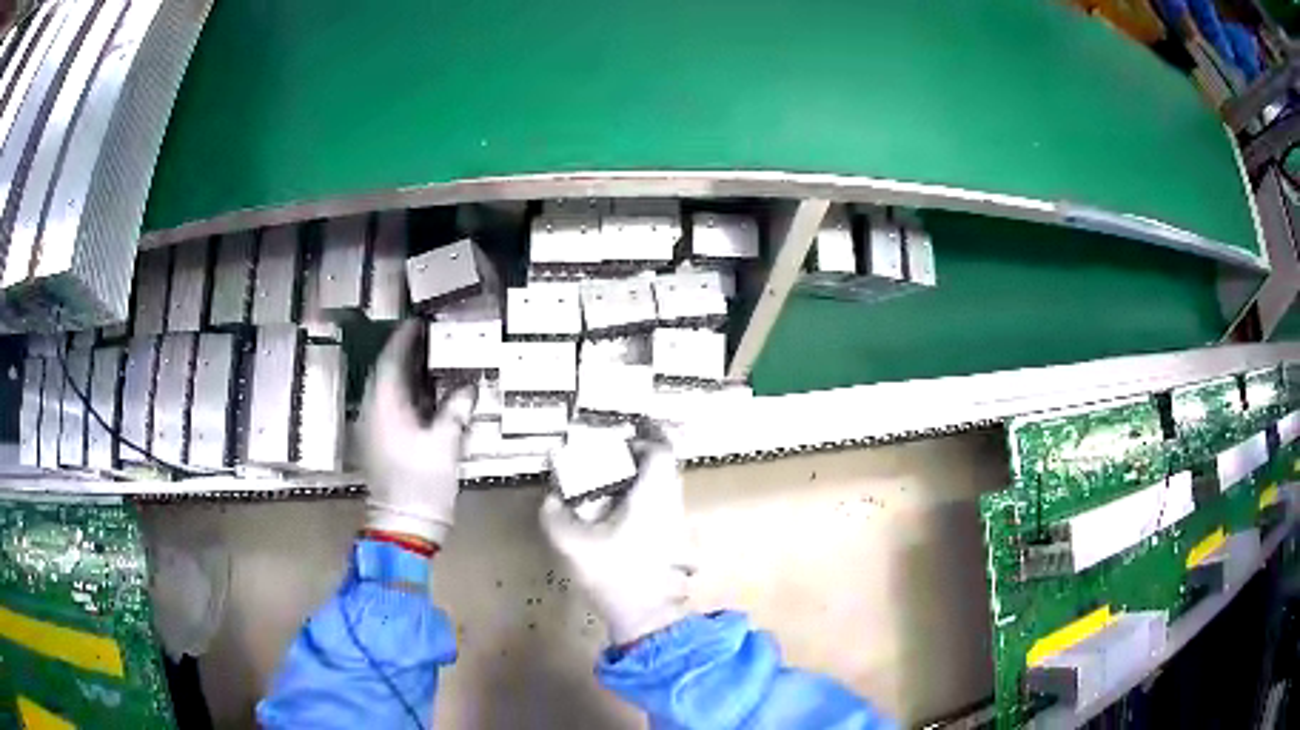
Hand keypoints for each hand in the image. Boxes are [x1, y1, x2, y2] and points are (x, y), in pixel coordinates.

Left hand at [359, 320, 475, 547]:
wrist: (403, 528)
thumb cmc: (421, 484)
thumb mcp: (444, 445)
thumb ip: (455, 411)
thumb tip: (468, 388)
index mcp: (383, 407)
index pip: (390, 361)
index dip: (404, 339)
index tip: (420, 322)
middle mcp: (373, 413)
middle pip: (387, 373)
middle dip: (407, 354)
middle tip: (432, 338)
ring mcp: (374, 430)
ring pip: (389, 391)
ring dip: (408, 375)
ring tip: (434, 361)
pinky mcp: (381, 445)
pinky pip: (392, 408)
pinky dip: (409, 396)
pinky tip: (430, 396)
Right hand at [540, 428, 694, 645]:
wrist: (649, 621)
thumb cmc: (615, 576)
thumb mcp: (574, 545)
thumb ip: (556, 517)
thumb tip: (550, 499)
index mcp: (654, 497)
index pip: (662, 451)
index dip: (646, 438)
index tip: (625, 435)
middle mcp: (673, 506)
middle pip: (665, 470)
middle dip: (641, 461)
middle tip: (611, 461)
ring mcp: (680, 529)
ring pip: (666, 493)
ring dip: (644, 485)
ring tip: (612, 490)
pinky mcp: (679, 548)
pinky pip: (665, 513)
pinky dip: (648, 506)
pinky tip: (623, 522)